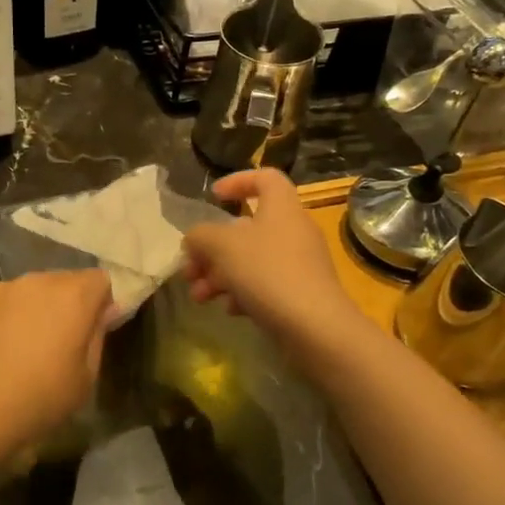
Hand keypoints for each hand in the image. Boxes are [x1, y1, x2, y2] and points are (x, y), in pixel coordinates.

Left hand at [0, 270, 113, 463]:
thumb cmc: (40, 399)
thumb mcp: (86, 376)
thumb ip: (98, 335)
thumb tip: (104, 311)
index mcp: (72, 295)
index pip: (101, 279)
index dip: (104, 301)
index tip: (98, 328)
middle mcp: (38, 281)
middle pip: (66, 281)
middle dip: (71, 303)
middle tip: (64, 340)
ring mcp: (2, 289)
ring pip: (33, 290)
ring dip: (39, 308)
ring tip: (29, 346)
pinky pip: (5, 303)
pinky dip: (10, 317)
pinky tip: (2, 350)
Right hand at [183, 169, 365, 358]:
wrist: (315, 326)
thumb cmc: (267, 272)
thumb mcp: (222, 246)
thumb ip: (200, 236)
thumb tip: (194, 239)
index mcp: (281, 207)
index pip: (265, 178)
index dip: (238, 181)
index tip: (213, 197)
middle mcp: (293, 230)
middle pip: (247, 228)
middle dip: (212, 249)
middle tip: (190, 269)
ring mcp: (299, 263)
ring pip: (251, 260)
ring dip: (220, 275)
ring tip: (200, 297)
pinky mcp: (301, 292)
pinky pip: (265, 284)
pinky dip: (243, 293)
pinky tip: (230, 310)